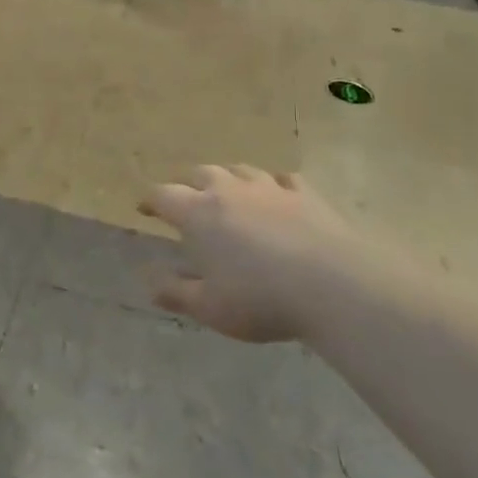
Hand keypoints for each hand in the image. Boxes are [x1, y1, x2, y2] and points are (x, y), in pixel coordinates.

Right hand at [140, 165, 349, 343]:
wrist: (333, 284)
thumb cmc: (260, 298)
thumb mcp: (209, 307)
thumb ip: (175, 292)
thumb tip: (147, 279)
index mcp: (198, 214)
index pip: (163, 195)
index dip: (150, 201)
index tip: (145, 209)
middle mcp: (229, 190)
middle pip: (200, 173)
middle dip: (188, 184)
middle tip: (187, 201)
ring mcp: (269, 187)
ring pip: (240, 170)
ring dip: (228, 178)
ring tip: (227, 192)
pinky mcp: (305, 193)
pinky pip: (283, 179)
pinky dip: (274, 185)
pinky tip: (277, 194)